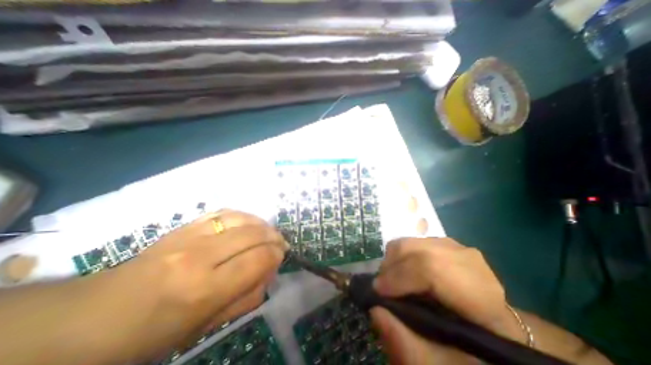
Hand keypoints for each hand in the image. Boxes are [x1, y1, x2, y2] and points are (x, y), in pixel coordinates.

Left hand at [85, 210, 285, 362]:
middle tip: (280, 243)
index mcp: (205, 290)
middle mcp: (200, 256)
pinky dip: (243, 215)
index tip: (281, 256)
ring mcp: (190, 235)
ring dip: (262, 223)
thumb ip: (247, 298)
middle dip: (274, 236)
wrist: (94, 315)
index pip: (258, 259)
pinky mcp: (184, 226)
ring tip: (268, 231)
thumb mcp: (206, 327)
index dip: (276, 255)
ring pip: (241, 218)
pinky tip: (249, 222)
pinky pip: (224, 212)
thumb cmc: (154, 332)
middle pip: (253, 234)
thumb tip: (269, 271)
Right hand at [371, 239, 522, 363]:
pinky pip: (414, 240)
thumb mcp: (438, 364)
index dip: (401, 276)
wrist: (487, 331)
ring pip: (414, 241)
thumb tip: (376, 309)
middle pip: (420, 250)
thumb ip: (405, 345)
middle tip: (381, 285)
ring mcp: (458, 249)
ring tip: (390, 279)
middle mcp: (472, 264)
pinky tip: (402, 272)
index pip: (434, 270)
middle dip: (392, 265)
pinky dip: (401, 254)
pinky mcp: (446, 244)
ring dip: (394, 258)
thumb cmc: (467, 354)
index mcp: (482, 298)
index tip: (378, 291)